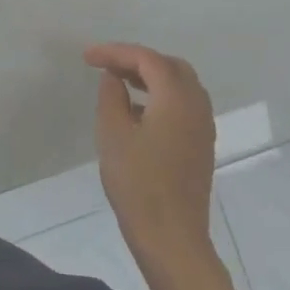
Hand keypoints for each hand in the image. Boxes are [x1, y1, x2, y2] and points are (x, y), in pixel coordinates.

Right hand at [87, 43, 217, 261]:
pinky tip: (136, 111)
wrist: (171, 238)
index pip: (147, 59)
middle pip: (170, 66)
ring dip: (150, 78)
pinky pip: (183, 105)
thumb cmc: (138, 182)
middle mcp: (196, 107)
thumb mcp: (112, 133)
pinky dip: (160, 96)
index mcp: (176, 99)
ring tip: (118, 83)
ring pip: (180, 86)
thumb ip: (111, 96)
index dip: (115, 52)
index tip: (87, 57)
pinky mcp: (200, 146)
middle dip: (137, 60)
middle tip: (107, 66)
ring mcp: (202, 128)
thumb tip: (114, 78)